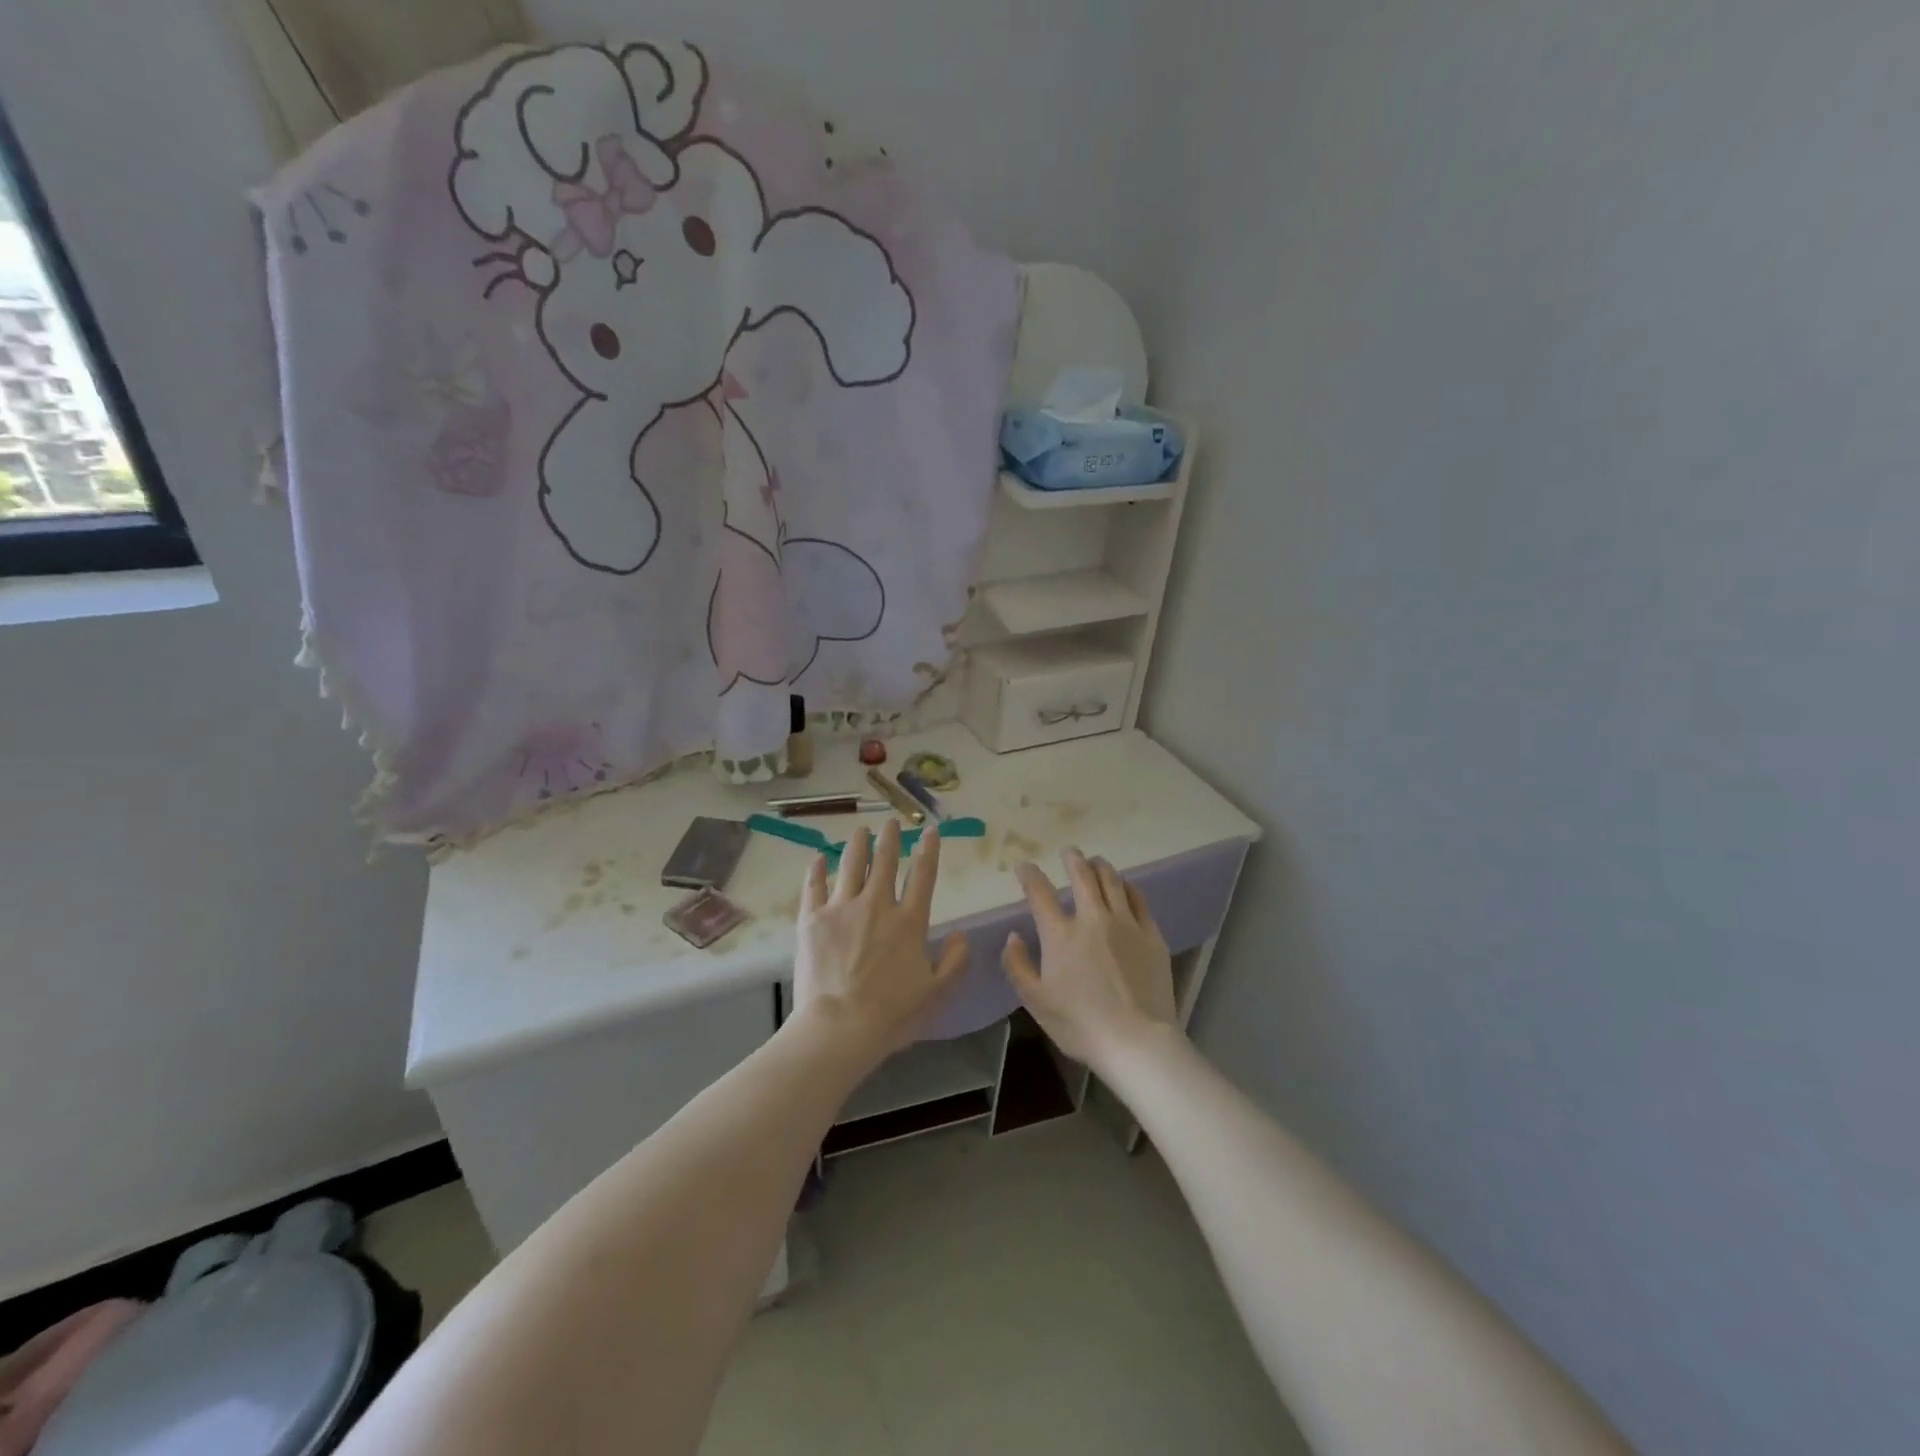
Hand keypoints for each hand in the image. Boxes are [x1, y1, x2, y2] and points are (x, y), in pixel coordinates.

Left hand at [793, 820, 969, 1059]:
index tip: (930, 830)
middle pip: (884, 861)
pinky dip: (817, 870)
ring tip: (861, 830)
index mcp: (909, 921)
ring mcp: (841, 908)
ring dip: (857, 844)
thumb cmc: (892, 1014)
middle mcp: (877, 905)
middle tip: (890, 822)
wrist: (839, 1027)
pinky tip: (819, 858)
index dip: (929, 850)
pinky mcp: (812, 919)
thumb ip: (954, 961)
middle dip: (890, 838)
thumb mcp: (937, 993)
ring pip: (851, 865)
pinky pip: (814, 886)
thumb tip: (960, 935)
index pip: (923, 875)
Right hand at [1001, 850, 1176, 1070]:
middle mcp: (1092, 919)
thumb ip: (1018, 965)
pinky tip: (1125, 886)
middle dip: (1072, 859)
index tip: (1024, 866)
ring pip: (1112, 882)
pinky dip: (1128, 887)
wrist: (1136, 1041)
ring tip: (1096, 861)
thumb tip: (1013, 937)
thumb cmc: (1080, 1024)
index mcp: (1060, 934)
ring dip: (1100, 867)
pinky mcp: (1151, 935)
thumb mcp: (1036, 1001)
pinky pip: (1138, 899)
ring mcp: (1125, 924)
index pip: (1040, 893)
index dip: (1029, 875)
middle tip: (1069, 852)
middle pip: (1082, 876)